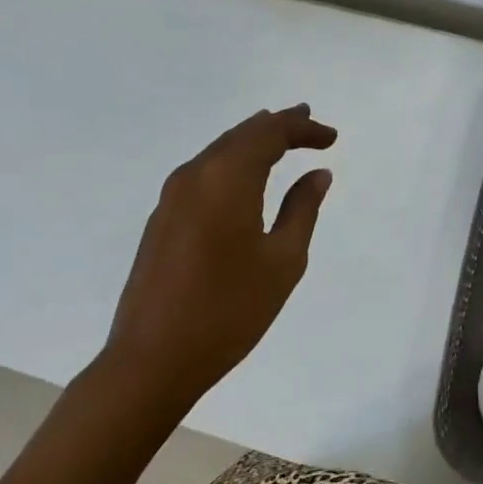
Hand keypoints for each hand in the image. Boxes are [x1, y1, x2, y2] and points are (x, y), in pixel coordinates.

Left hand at [105, 105, 337, 407]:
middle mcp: (195, 174)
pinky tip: (244, 176)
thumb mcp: (282, 261)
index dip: (303, 128)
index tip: (332, 138)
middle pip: (242, 134)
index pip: (270, 133)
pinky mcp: (162, 217)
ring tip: (281, 139)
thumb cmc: (227, 311)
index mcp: (227, 178)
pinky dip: (232, 161)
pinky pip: (204, 171)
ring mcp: (172, 195)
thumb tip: (317, 174)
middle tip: (308, 121)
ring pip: (220, 150)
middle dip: (278, 125)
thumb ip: (302, 209)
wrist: (150, 361)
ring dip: (253, 141)